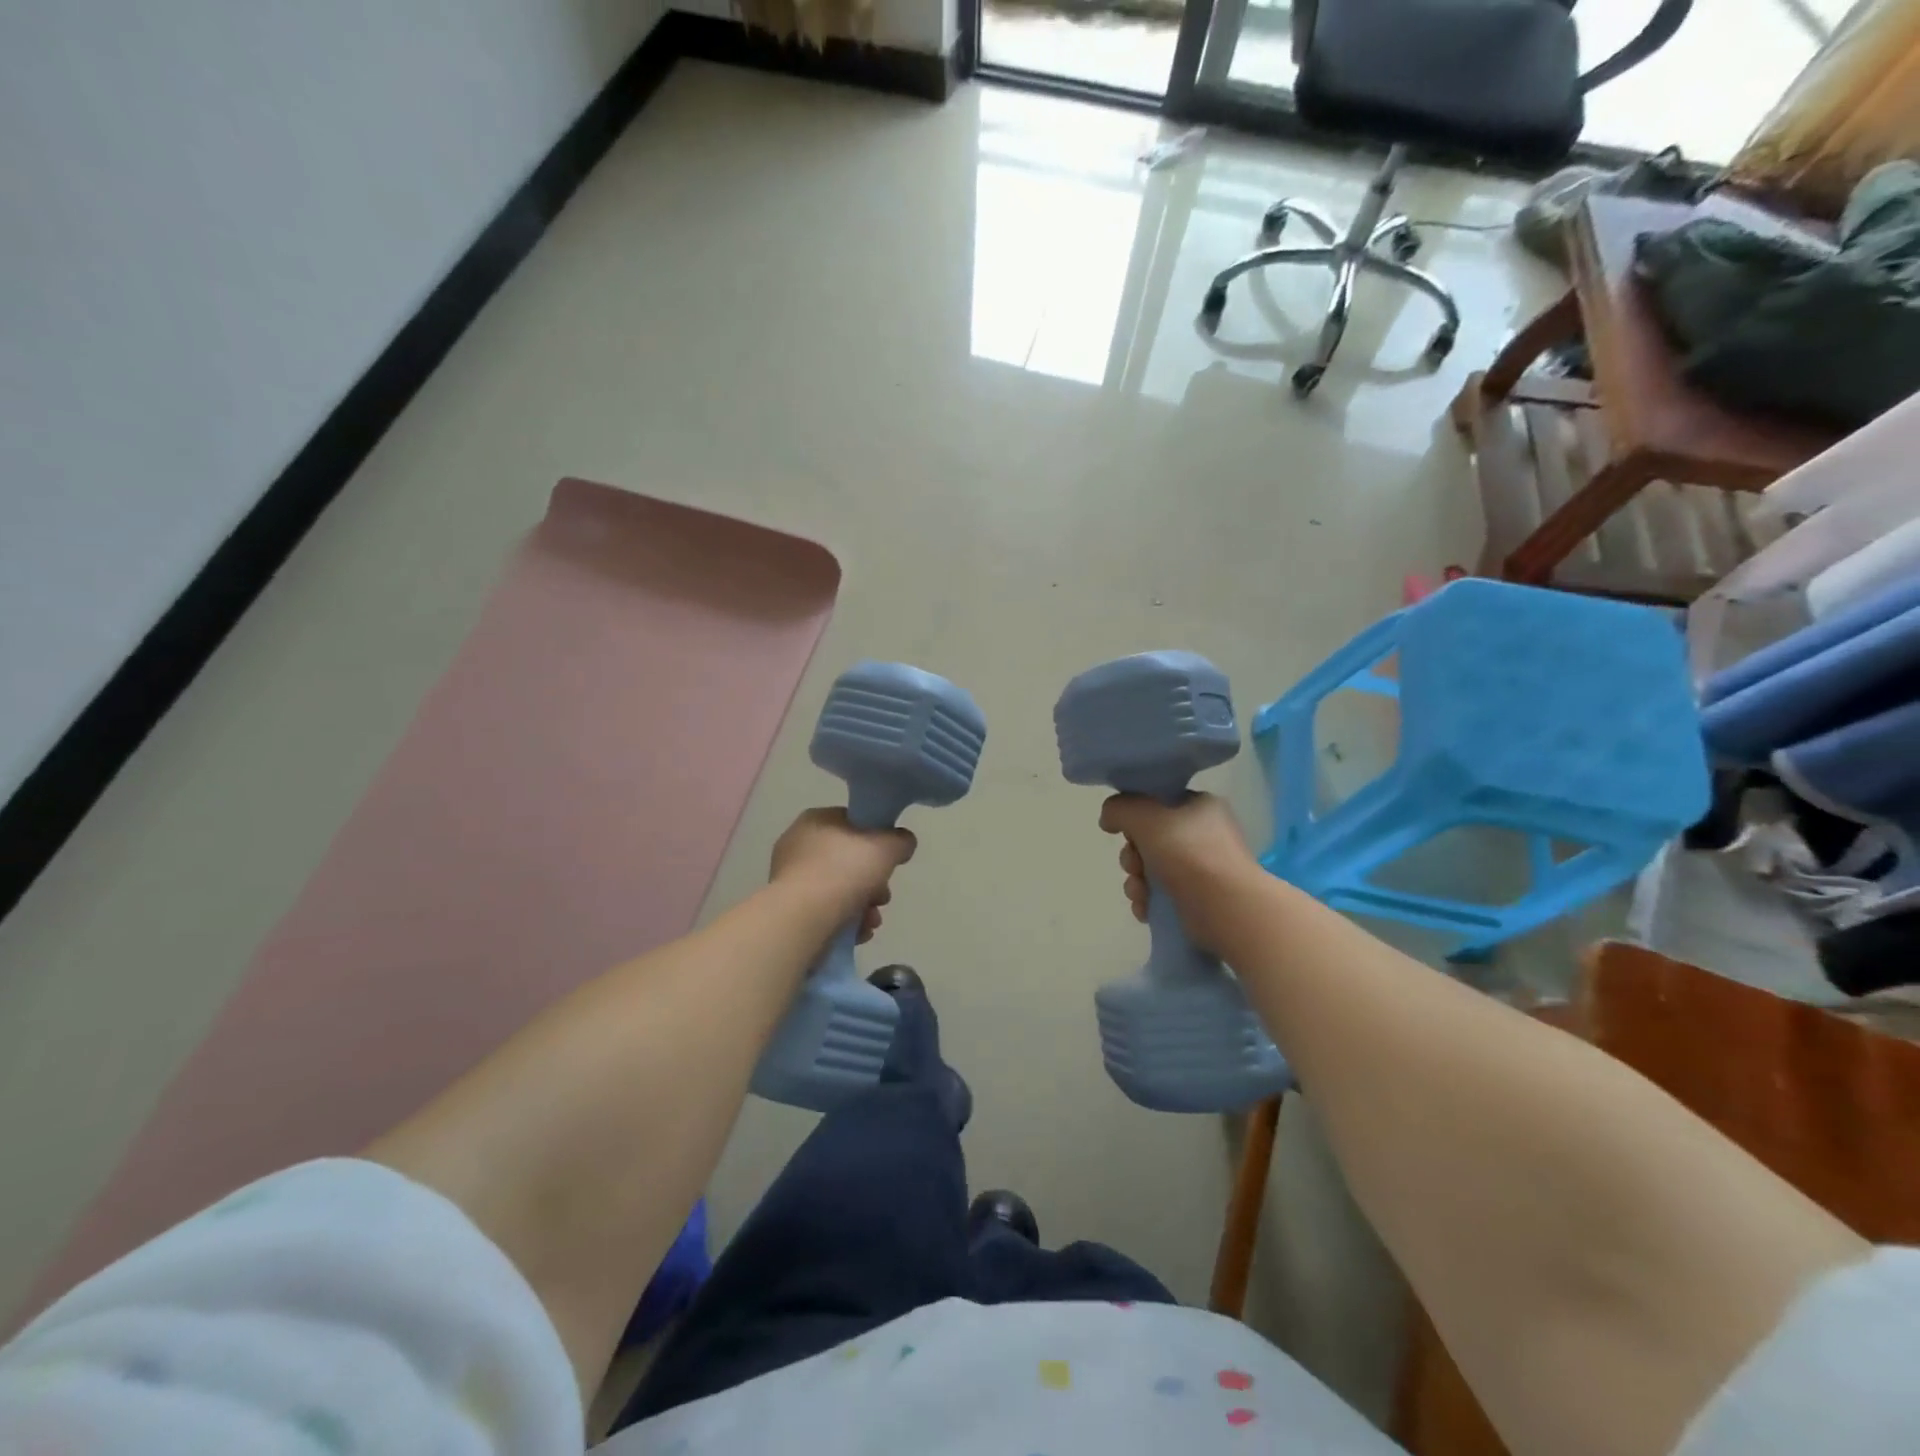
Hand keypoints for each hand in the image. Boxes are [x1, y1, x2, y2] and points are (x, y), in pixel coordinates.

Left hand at [769, 808, 916, 940]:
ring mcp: (790, 880)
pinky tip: (859, 933)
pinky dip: (846, 921)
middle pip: (848, 860)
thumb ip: (900, 841)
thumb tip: (902, 842)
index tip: (890, 859)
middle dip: (873, 881)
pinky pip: (826, 911)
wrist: (803, 919)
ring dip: (864, 905)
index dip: (876, 838)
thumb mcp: (886, 847)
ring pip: (839, 889)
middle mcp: (798, 846)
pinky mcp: (790, 911)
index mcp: (816, 821)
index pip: (852, 822)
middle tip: (883, 896)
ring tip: (872, 921)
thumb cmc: (844, 871)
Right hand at [1099, 792, 1258, 951]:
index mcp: (1199, 806)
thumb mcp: (1144, 816)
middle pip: (1149, 838)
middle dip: (1132, 856)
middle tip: (1134, 866)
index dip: (1134, 817)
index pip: (1157, 803)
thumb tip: (1109, 820)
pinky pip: (1161, 894)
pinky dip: (1148, 901)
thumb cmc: (1188, 853)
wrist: (1226, 907)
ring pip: (1151, 869)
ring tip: (1141, 894)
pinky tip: (1145, 909)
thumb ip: (1119, 809)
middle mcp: (1203, 834)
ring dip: (1136, 882)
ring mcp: (1202, 868)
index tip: (1125, 832)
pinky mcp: (1198, 898)